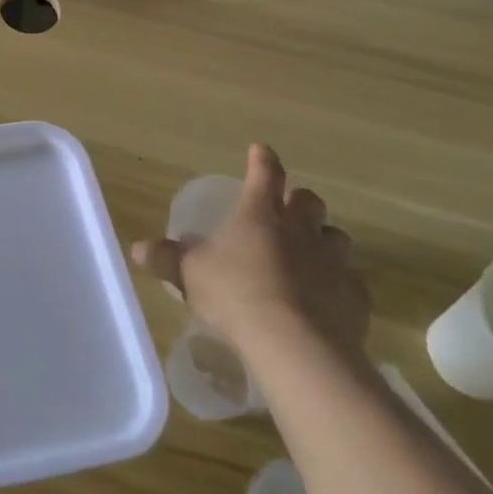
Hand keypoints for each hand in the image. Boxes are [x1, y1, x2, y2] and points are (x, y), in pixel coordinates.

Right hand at [134, 144, 369, 367]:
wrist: (295, 342)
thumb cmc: (234, 294)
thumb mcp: (188, 274)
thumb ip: (166, 258)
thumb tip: (138, 248)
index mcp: (259, 215)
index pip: (264, 174)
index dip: (262, 161)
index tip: (261, 150)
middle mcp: (299, 230)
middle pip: (308, 202)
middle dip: (299, 200)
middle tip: (288, 209)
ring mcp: (332, 261)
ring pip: (336, 237)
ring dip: (324, 239)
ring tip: (312, 253)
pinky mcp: (354, 295)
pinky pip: (350, 281)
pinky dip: (338, 284)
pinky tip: (326, 298)